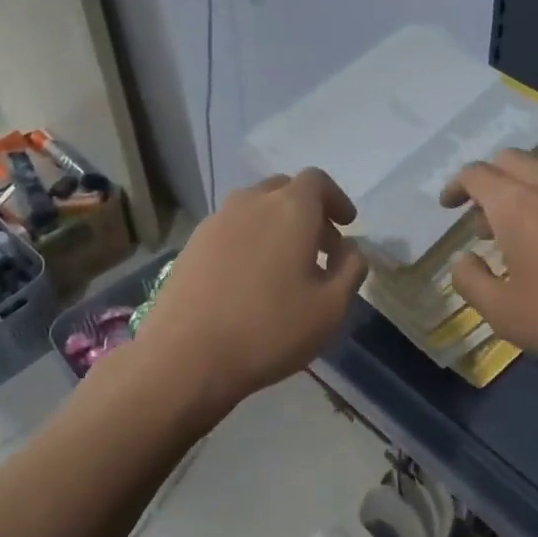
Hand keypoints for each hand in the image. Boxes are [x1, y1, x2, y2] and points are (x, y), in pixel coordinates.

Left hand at [132, 169, 368, 425]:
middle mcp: (251, 202)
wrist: (186, 356)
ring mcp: (216, 221)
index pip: (317, 181)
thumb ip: (351, 268)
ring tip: (285, 265)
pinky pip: (231, 228)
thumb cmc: (269, 330)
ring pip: (254, 207)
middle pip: (284, 189)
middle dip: (308, 211)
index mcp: (289, 208)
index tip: (347, 224)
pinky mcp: (192, 244)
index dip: (336, 199)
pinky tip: (250, 278)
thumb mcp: (331, 307)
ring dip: (276, 224)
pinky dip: (250, 239)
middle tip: (321, 248)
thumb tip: (350, 248)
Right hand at [440, 150, 537, 386]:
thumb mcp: (503, 313)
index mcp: (516, 204)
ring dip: (526, 194)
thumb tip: (464, 259)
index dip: (456, 187)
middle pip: (511, 160)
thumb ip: (470, 281)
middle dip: (489, 181)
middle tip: (485, 220)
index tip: (449, 207)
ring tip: (528, 238)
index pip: (475, 174)